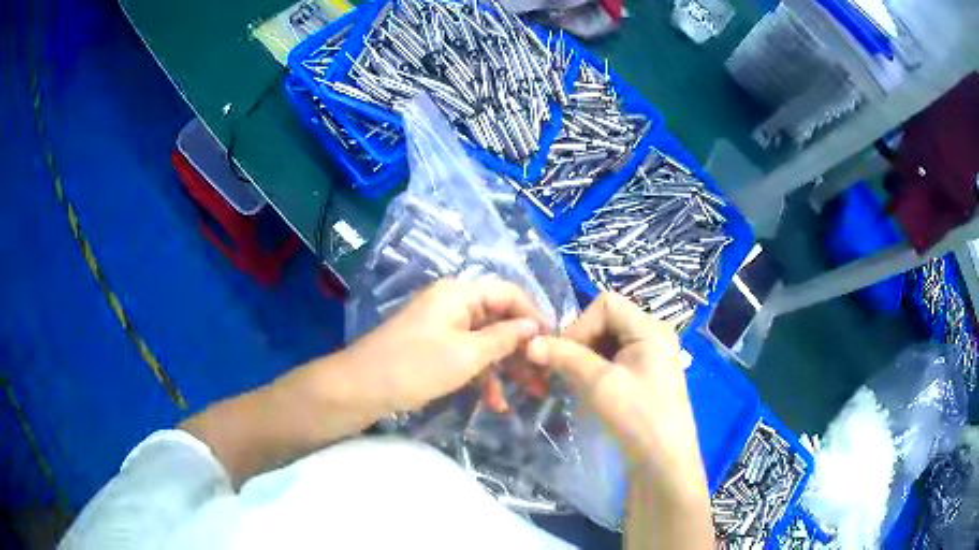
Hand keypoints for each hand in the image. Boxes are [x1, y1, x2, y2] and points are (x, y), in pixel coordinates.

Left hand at [339, 278, 547, 413]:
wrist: (359, 389)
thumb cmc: (415, 367)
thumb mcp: (467, 355)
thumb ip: (505, 338)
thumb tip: (534, 326)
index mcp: (460, 293)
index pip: (510, 294)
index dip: (535, 316)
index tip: (556, 344)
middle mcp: (453, 304)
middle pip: (500, 320)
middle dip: (523, 349)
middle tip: (544, 378)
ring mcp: (443, 327)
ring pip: (486, 342)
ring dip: (506, 368)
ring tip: (528, 396)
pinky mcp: (434, 349)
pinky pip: (468, 357)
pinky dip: (483, 377)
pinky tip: (496, 404)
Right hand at [525, 292, 694, 471]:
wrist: (664, 463)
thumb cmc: (638, 418)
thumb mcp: (600, 384)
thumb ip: (565, 358)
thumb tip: (530, 343)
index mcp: (650, 328)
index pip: (606, 304)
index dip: (580, 324)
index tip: (563, 355)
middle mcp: (653, 335)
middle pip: (607, 321)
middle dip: (581, 343)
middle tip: (565, 371)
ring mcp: (651, 357)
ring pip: (608, 342)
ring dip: (586, 358)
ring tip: (575, 383)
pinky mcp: (646, 377)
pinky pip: (615, 360)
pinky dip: (596, 370)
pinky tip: (589, 391)